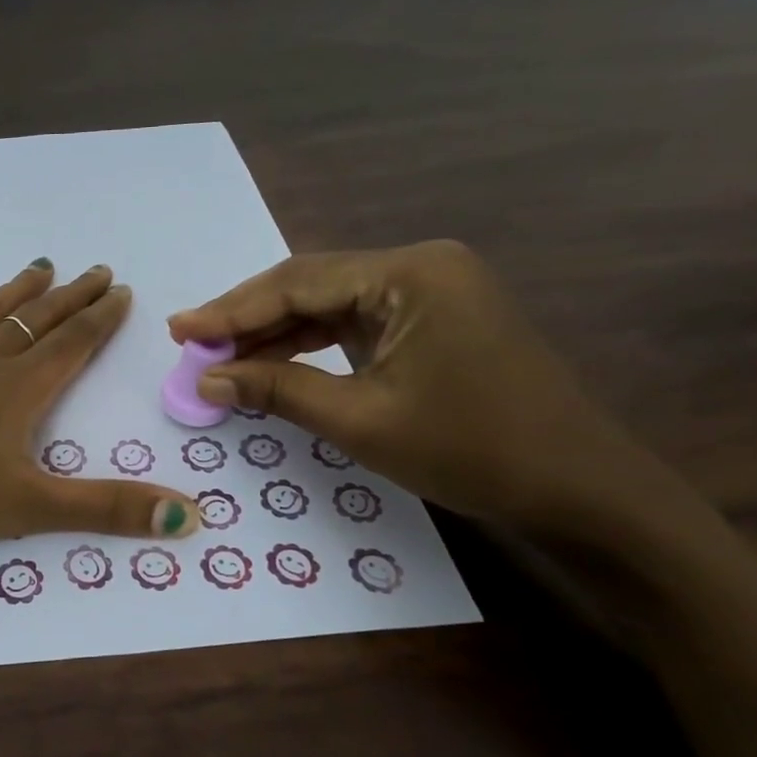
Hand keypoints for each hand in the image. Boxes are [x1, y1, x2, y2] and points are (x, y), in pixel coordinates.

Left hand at [0, 260, 200, 550]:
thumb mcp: (27, 508)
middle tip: (97, 271)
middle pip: (36, 323)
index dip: (101, 319)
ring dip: (16, 293)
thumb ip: (105, 509)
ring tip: (41, 267)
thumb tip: (189, 515)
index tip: (122, 291)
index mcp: (18, 391)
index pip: (72, 346)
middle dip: (70, 299)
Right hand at [167, 240, 672, 535]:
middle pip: (310, 286)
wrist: (578, 489)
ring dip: (274, 333)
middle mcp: (420, 267)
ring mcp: (430, 292)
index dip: (231, 310)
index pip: (297, 283)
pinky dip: (309, 345)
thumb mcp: (359, 420)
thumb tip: (205, 380)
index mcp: (410, 274)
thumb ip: (276, 389)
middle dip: (247, 318)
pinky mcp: (433, 320)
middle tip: (190, 343)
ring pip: (328, 304)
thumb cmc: (470, 449)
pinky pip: (354, 324)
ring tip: (218, 358)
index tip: (178, 330)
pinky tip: (271, 363)